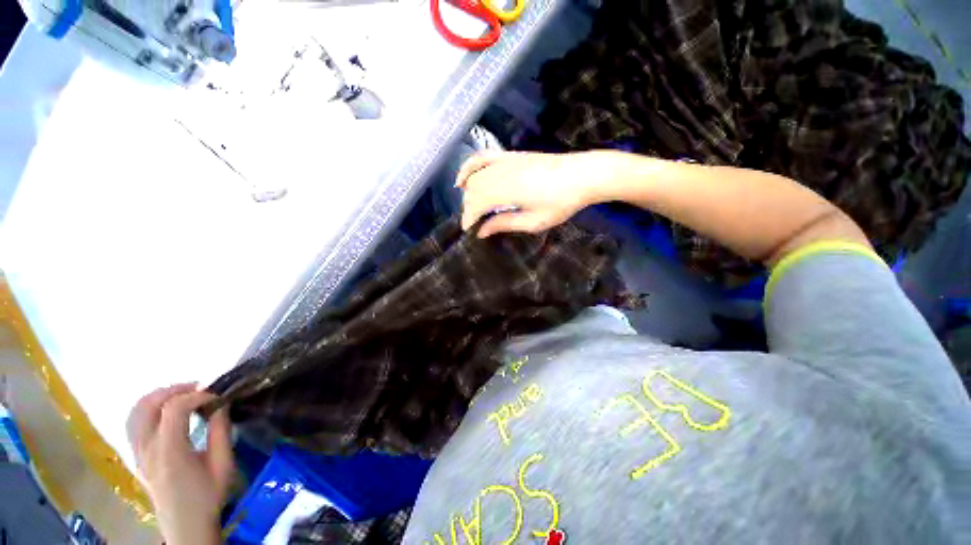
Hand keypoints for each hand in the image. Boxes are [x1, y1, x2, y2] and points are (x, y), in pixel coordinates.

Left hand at [127, 384, 233, 544]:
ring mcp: (138, 453)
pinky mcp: (137, 456)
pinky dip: (149, 408)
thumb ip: (221, 432)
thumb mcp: (223, 465)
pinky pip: (134, 423)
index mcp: (169, 453)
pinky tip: (167, 411)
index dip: (197, 395)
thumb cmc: (208, 497)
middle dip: (176, 390)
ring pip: (136, 411)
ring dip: (160, 396)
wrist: (185, 526)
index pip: (174, 409)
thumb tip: (221, 405)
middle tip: (201, 390)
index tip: (217, 397)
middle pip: (149, 405)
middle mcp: (147, 449)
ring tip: (184, 395)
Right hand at [457, 151, 609, 237]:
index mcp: (507, 192)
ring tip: (469, 207)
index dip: (469, 218)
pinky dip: (468, 167)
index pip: (477, 204)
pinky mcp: (510, 155)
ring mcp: (505, 161)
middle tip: (473, 223)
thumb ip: (505, 224)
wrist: (583, 175)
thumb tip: (482, 231)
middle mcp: (501, 173)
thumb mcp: (534, 221)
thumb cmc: (561, 203)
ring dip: (468, 192)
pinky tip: (462, 178)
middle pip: (473, 190)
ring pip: (475, 176)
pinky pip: (482, 158)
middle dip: (468, 207)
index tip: (469, 230)